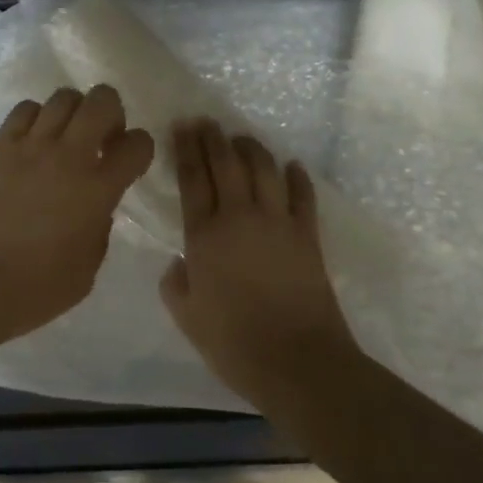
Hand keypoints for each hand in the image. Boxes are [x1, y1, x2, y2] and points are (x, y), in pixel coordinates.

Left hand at [0, 86, 153, 351]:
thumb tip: (97, 205)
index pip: (137, 144)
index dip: (141, 148)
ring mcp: (31, 145)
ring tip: (68, 136)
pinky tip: (34, 140)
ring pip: (64, 97)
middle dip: (112, 113)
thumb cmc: (32, 290)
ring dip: (75, 112)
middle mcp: (68, 156)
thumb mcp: (86, 271)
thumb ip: (100, 228)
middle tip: (103, 138)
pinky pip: (26, 109)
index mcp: (97, 190)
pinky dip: (38, 117)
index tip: (131, 161)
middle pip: (103, 100)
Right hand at [160, 119, 359, 410]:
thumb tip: (178, 263)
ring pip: (263, 168)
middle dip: (213, 137)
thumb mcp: (188, 318)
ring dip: (251, 148)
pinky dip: (297, 177)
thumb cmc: (234, 343)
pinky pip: (302, 195)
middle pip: (225, 163)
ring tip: (241, 138)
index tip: (182, 125)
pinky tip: (292, 166)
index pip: (192, 178)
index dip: (186, 148)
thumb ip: (175, 284)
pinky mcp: (307, 234)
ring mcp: (277, 221)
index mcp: (204, 235)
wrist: (298, 362)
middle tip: (206, 121)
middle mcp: (239, 216)